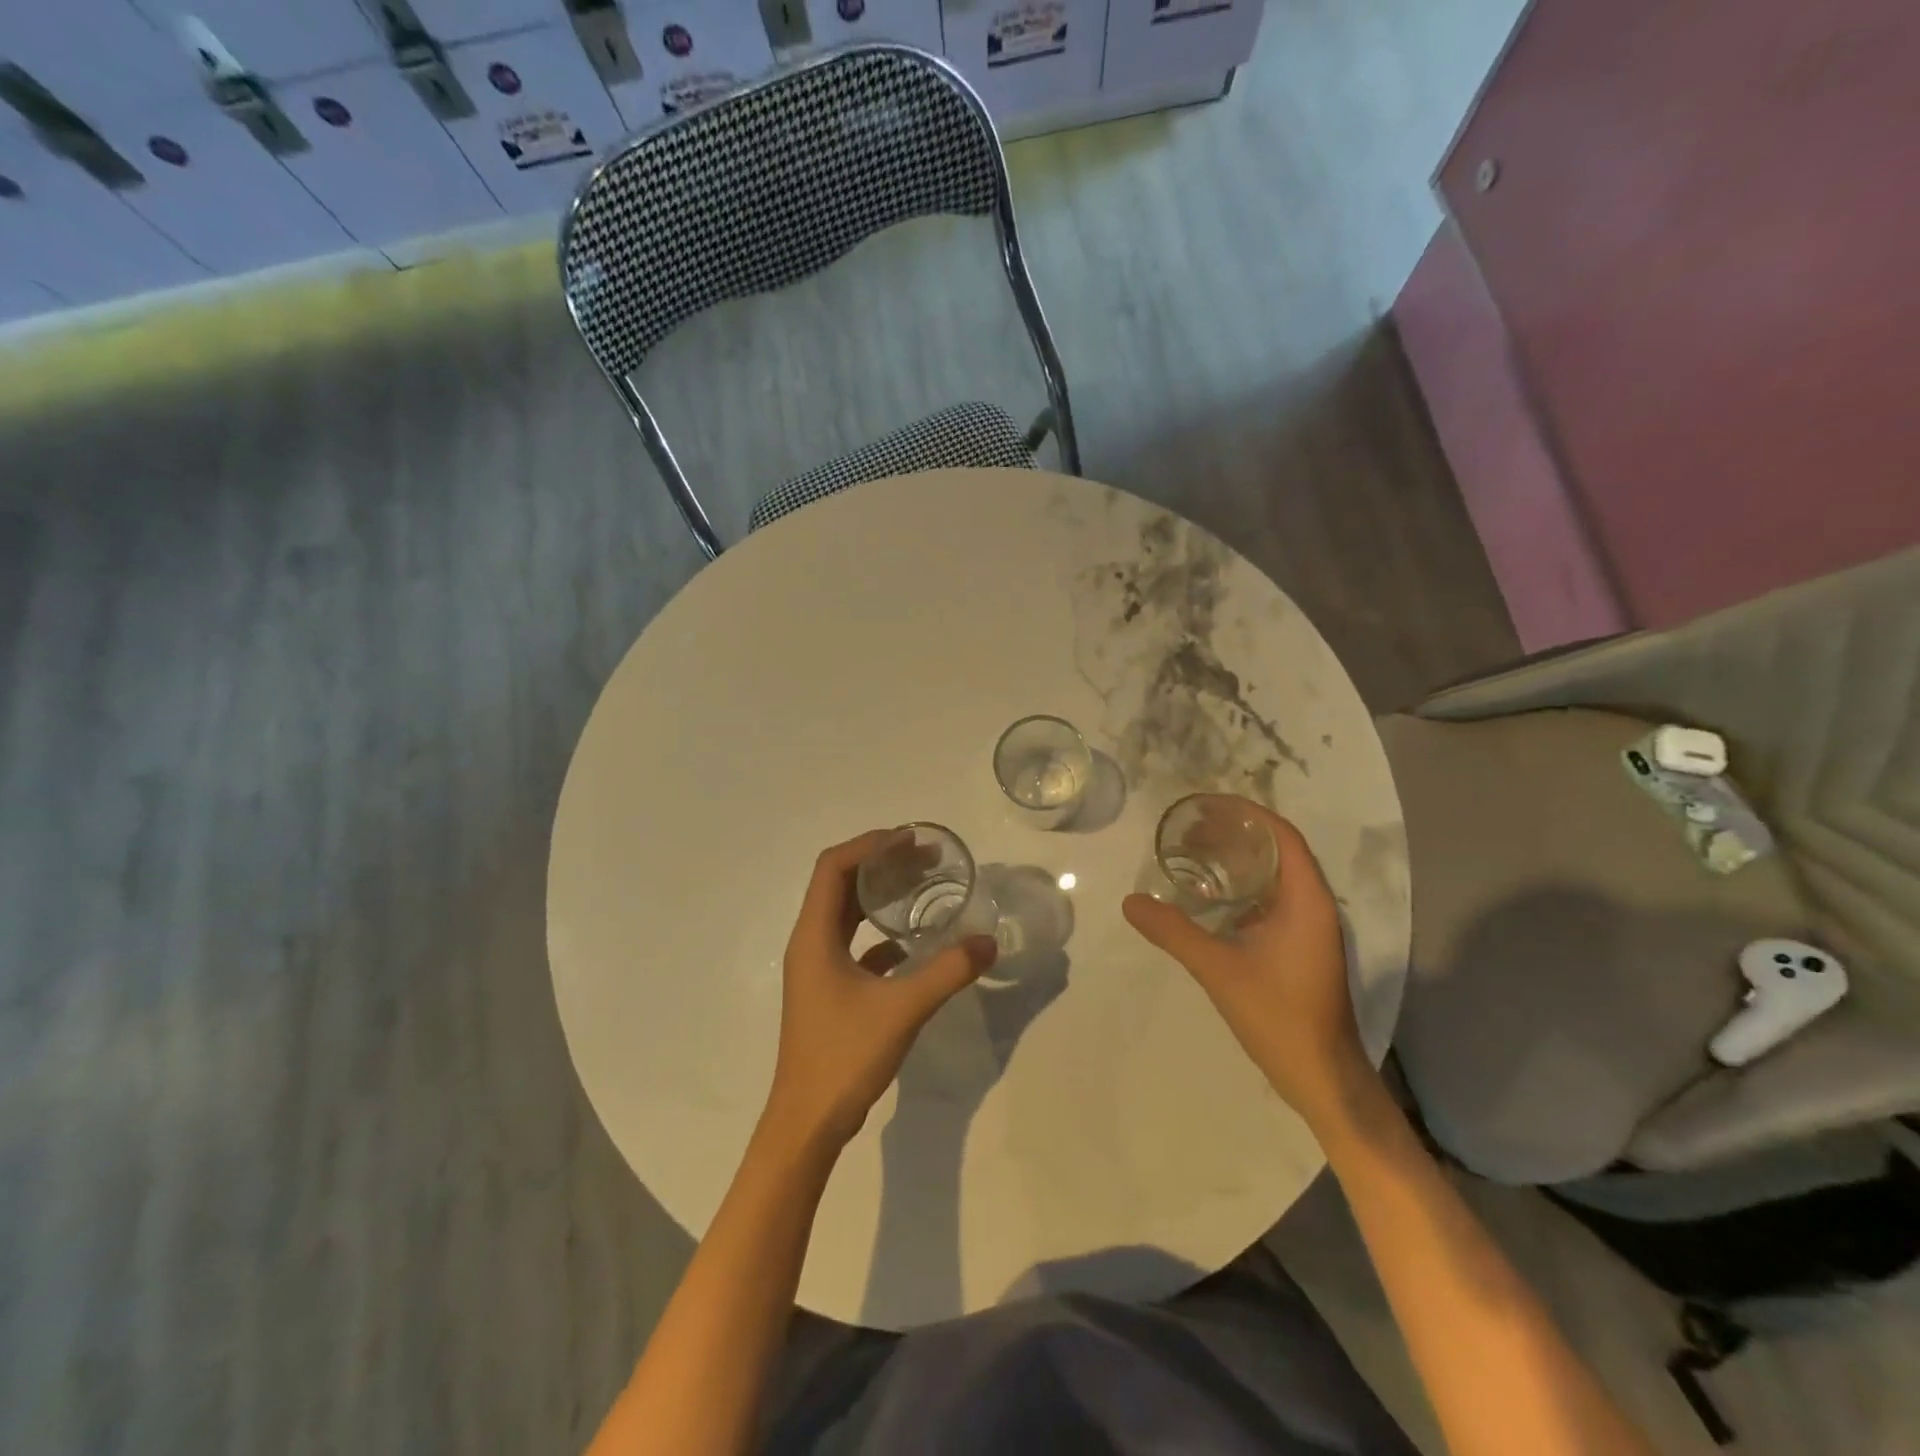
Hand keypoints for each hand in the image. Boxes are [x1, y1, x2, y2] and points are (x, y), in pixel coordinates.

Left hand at [766, 830, 997, 1149]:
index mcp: (814, 936)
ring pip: (846, 914)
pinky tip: (913, 942)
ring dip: (879, 895)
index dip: (869, 845)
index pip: (833, 867)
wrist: (807, 1122)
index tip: (910, 840)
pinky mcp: (828, 990)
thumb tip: (989, 942)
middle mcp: (810, 943)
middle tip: (925, 858)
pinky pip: (853, 944)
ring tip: (922, 886)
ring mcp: (817, 968)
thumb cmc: (844, 1056)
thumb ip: (948, 972)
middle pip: (840, 884)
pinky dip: (880, 933)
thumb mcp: (903, 1009)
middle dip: (880, 863)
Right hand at [1123, 802, 1371, 1128]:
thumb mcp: (1218, 969)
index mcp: (1306, 900)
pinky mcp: (1300, 948)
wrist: (1322, 1078)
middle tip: (1189, 829)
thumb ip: (1173, 932)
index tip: (1205, 805)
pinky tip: (1209, 899)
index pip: (1282, 836)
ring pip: (1274, 877)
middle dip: (1235, 833)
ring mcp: (1310, 929)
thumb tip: (1130, 901)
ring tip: (1193, 853)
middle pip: (1277, 851)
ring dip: (1239, 860)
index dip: (1246, 813)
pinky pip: (1271, 901)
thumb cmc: (1279, 1016)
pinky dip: (1242, 889)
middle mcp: (1314, 906)